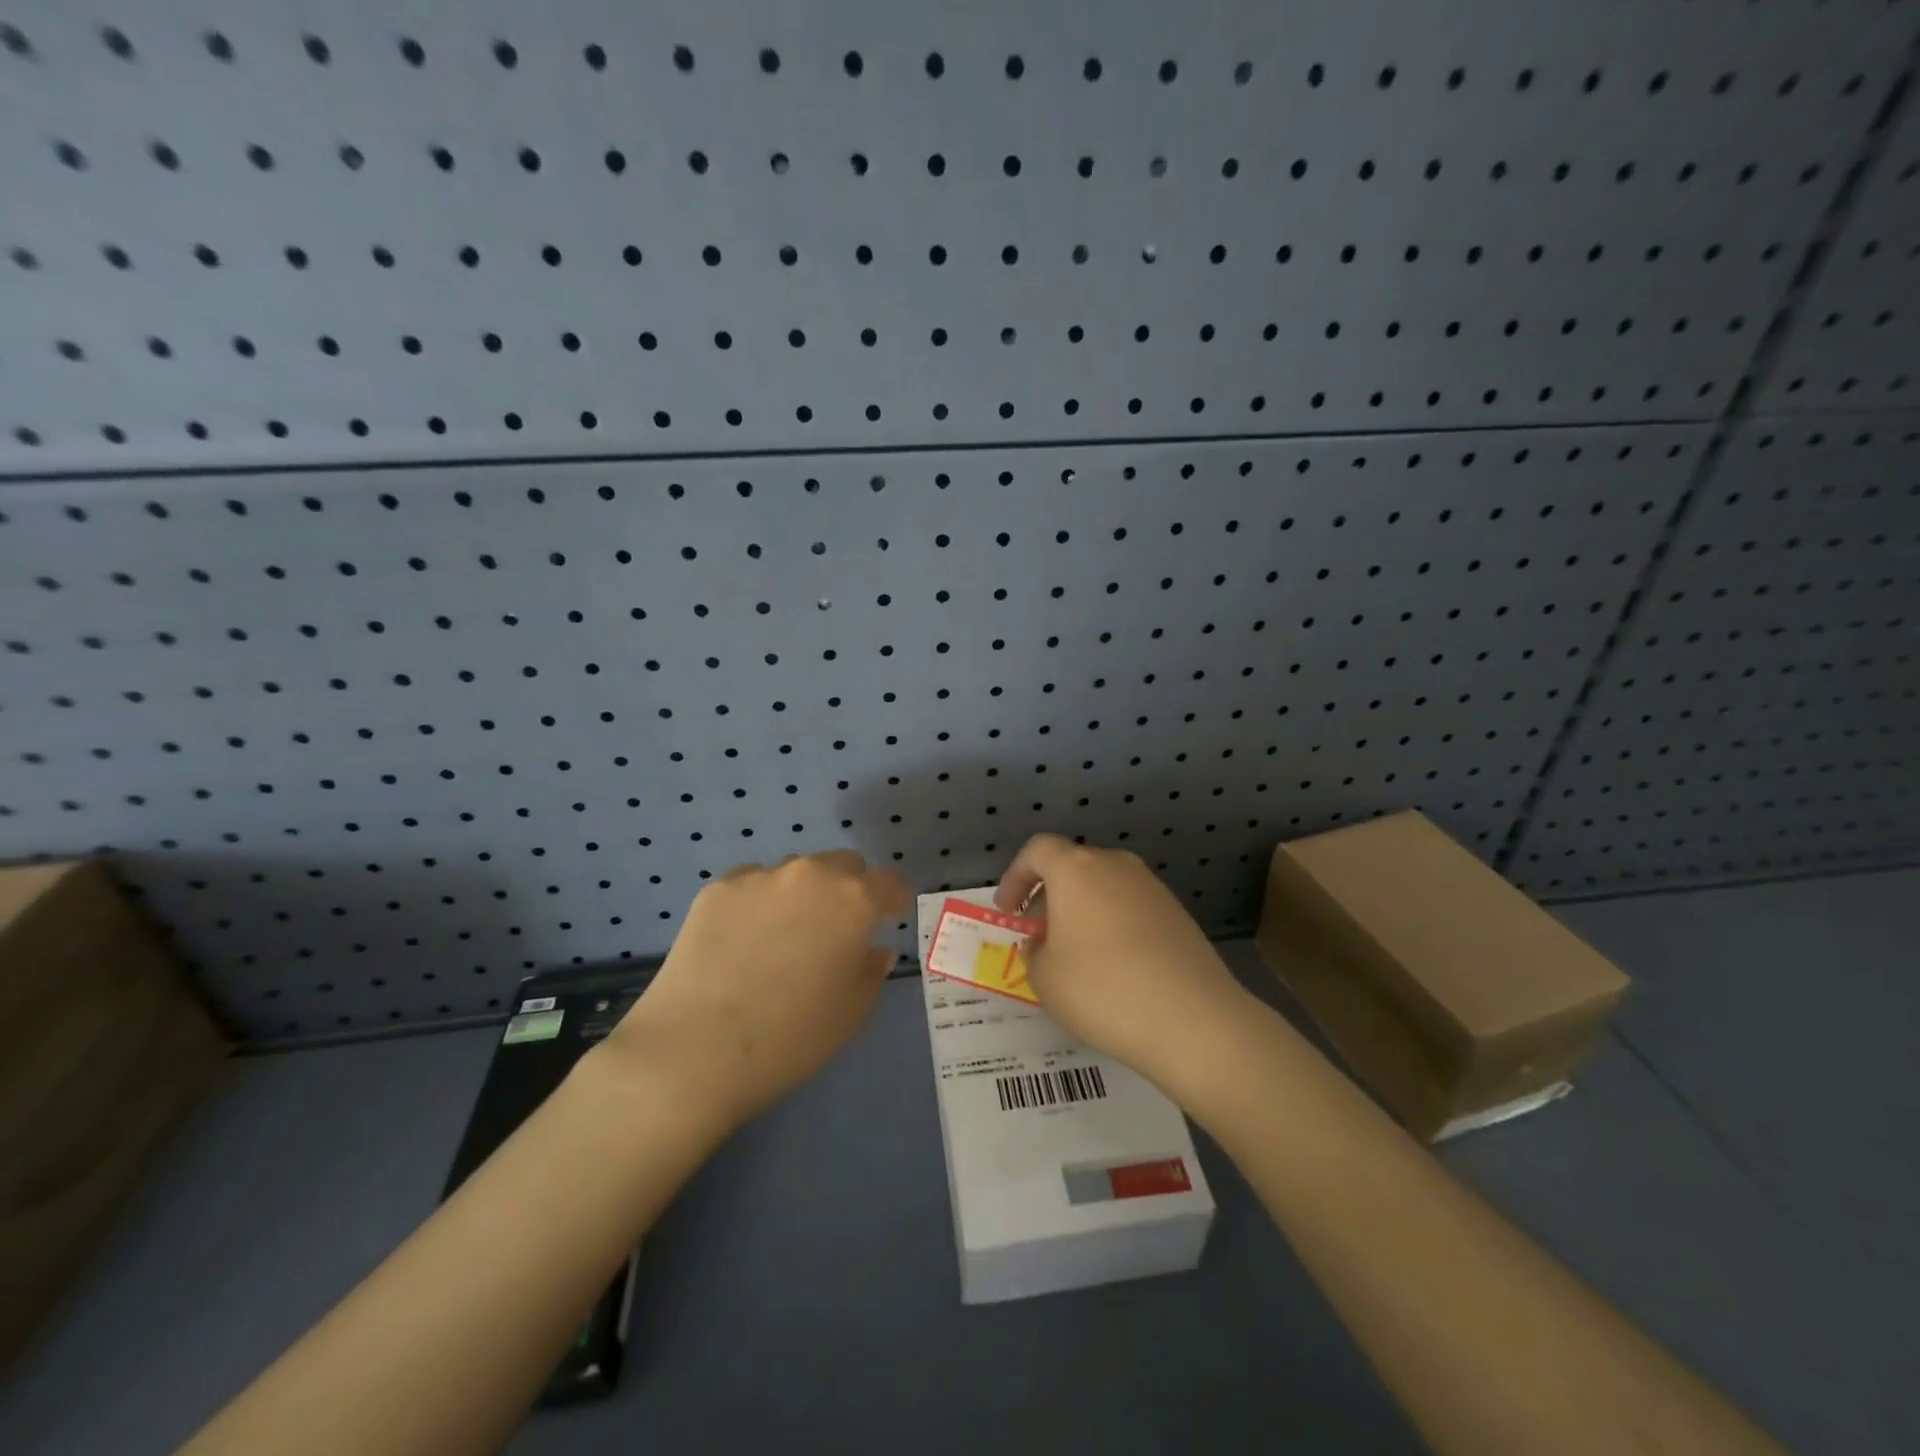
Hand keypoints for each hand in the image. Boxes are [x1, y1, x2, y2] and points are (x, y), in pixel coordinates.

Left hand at [605, 851, 908, 1133]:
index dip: (893, 899)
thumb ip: (871, 970)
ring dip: (802, 894)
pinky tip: (743, 941)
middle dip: (848, 889)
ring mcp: (759, 877)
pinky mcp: (717, 889)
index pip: (887, 882)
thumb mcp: (852, 1012)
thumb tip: (874, 948)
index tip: (891, 916)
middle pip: (842, 865)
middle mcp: (810, 874)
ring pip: (795, 872)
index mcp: (852, 900)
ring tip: (784, 936)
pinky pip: (752, 885)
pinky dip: (759, 902)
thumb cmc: (791, 1037)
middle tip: (837, 928)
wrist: (695, 1050)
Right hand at [995, 835, 1253, 1096]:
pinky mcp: (1177, 913)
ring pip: (1103, 887)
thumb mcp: (1045, 978)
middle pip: (1072, 866)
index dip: (1015, 877)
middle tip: (1037, 935)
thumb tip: (1045, 943)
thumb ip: (1034, 952)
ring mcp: (1151, 887)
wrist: (1193, 1020)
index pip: (1037, 850)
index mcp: (1076, 869)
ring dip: (1081, 911)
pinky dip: (1111, 924)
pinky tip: (1112, 967)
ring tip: (1073, 955)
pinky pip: (1129, 907)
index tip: (1007, 912)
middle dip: (1048, 896)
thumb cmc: (1102, 989)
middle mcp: (1115, 865)